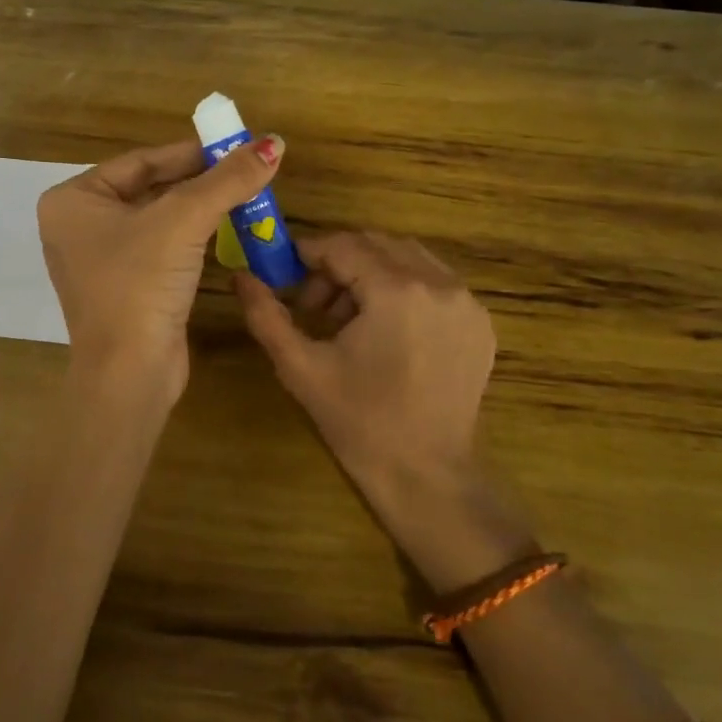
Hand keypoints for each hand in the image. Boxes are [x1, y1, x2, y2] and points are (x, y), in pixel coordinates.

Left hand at [40, 135, 283, 404]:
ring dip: (200, 208)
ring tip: (244, 195)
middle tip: (244, 170)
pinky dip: (192, 238)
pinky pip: (160, 248)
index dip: (190, 152)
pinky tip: (226, 230)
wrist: (129, 374)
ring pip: (158, 219)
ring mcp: (100, 260)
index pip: (141, 161)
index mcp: (73, 200)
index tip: (233, 146)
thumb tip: (274, 143)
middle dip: (199, 181)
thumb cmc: (140, 284)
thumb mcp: (184, 221)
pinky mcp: (124, 287)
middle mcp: (79, 226)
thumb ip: (228, 179)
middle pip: (150, 188)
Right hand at [234, 232, 496, 522]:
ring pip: (408, 258)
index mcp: (397, 291)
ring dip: (371, 274)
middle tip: (314, 306)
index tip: (286, 275)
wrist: (427, 475)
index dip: (309, 254)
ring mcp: (466, 302)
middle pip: (377, 245)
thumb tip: (241, 276)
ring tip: (349, 320)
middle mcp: (440, 284)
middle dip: (339, 264)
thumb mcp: (301, 368)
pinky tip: (386, 330)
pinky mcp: (480, 322)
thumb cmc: (359, 422)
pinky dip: (404, 289)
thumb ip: (266, 315)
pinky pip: (435, 282)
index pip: (344, 246)